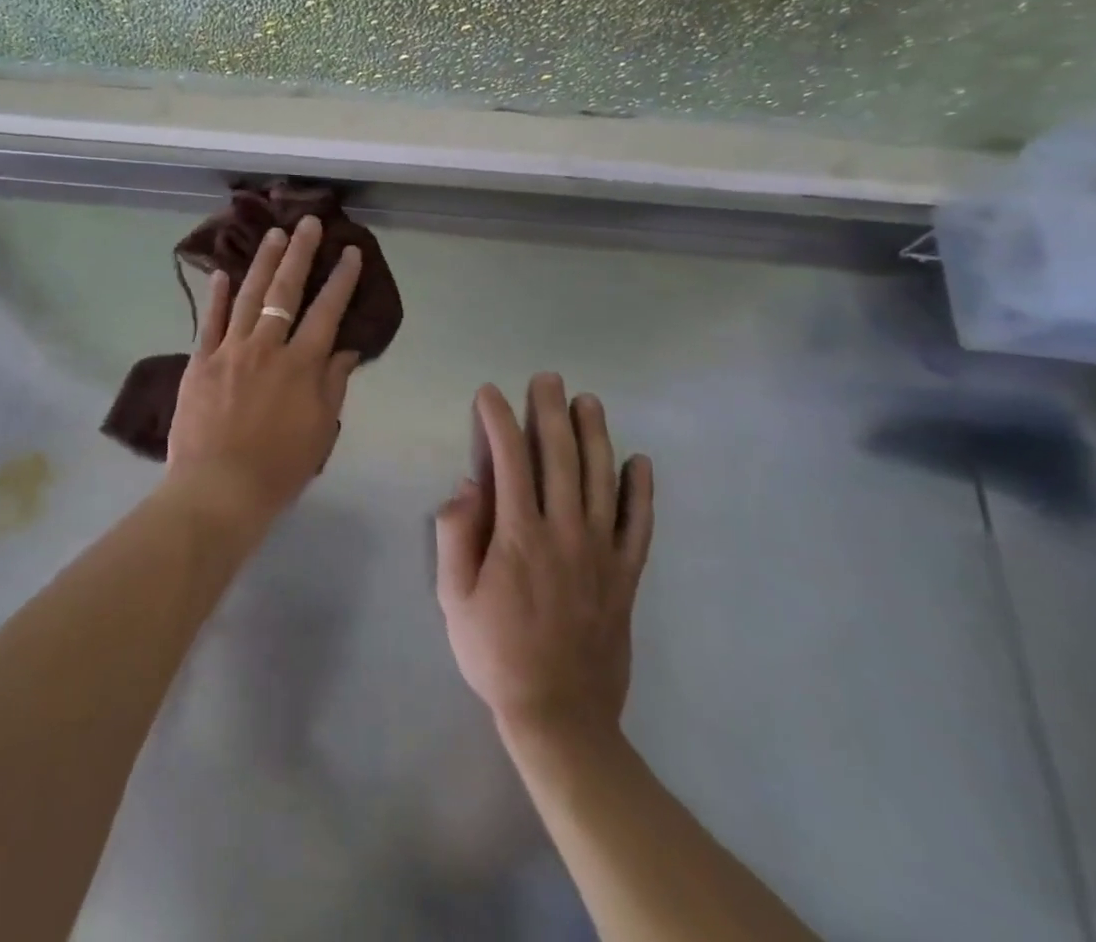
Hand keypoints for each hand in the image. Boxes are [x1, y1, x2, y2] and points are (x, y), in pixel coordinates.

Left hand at [163, 216, 363, 531]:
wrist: (219, 488)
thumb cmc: (279, 467)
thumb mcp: (321, 430)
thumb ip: (332, 384)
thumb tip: (345, 347)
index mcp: (301, 365)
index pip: (326, 312)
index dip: (341, 280)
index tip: (349, 252)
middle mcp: (266, 347)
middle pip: (285, 292)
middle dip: (300, 254)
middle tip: (307, 223)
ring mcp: (229, 350)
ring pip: (247, 296)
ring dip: (262, 263)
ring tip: (273, 235)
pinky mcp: (200, 361)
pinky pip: (209, 320)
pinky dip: (215, 295)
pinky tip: (220, 272)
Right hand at [436, 378, 653, 742]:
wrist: (560, 717)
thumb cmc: (495, 653)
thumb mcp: (453, 597)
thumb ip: (456, 535)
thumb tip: (469, 484)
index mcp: (518, 535)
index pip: (509, 461)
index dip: (498, 421)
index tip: (490, 394)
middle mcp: (564, 533)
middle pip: (560, 459)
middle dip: (550, 413)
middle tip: (547, 379)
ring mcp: (601, 554)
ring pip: (602, 481)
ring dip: (595, 436)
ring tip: (588, 402)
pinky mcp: (626, 577)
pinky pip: (639, 526)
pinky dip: (642, 492)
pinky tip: (640, 462)